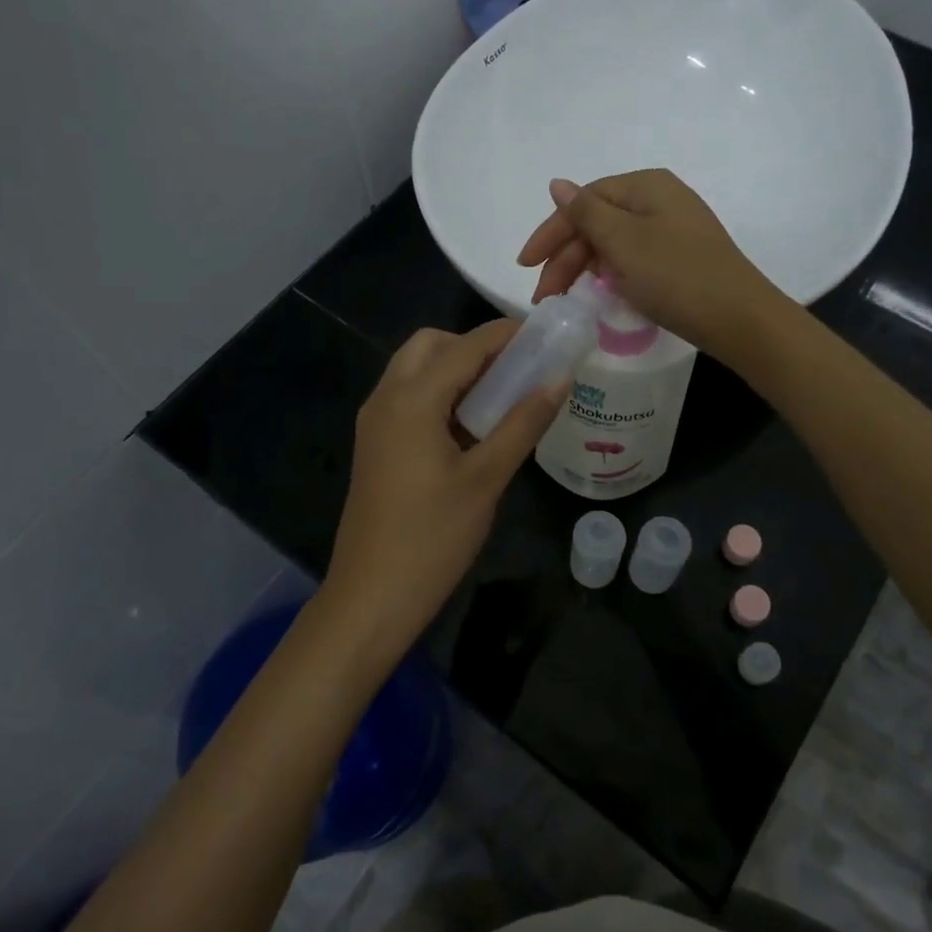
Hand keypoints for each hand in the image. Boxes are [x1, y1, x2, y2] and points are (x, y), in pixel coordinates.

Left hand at [322, 321, 567, 648]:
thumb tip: (560, 378)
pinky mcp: (375, 445)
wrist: (371, 597)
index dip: (507, 334)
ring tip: (502, 396)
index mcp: (411, 399)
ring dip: (456, 370)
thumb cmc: (432, 537)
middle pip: (430, 346)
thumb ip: (523, 422)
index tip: (547, 334)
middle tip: (517, 370)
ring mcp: (375, 423)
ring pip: (416, 371)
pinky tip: (472, 425)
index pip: (465, 346)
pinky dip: (440, 394)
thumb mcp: (486, 478)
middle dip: (474, 347)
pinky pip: (408, 398)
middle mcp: (385, 398)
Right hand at [517, 169, 786, 361]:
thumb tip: (557, 184)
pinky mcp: (678, 258)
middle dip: (565, 257)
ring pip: (612, 243)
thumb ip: (586, 213)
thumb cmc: (676, 276)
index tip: (525, 266)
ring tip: (563, 300)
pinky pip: (632, 258)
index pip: (584, 201)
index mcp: (645, 186)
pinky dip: (609, 275)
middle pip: (597, 222)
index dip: (550, 232)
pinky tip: (598, 294)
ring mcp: (671, 230)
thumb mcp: (623, 242)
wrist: (739, 319)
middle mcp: (659, 200)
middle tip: (544, 296)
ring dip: (583, 268)